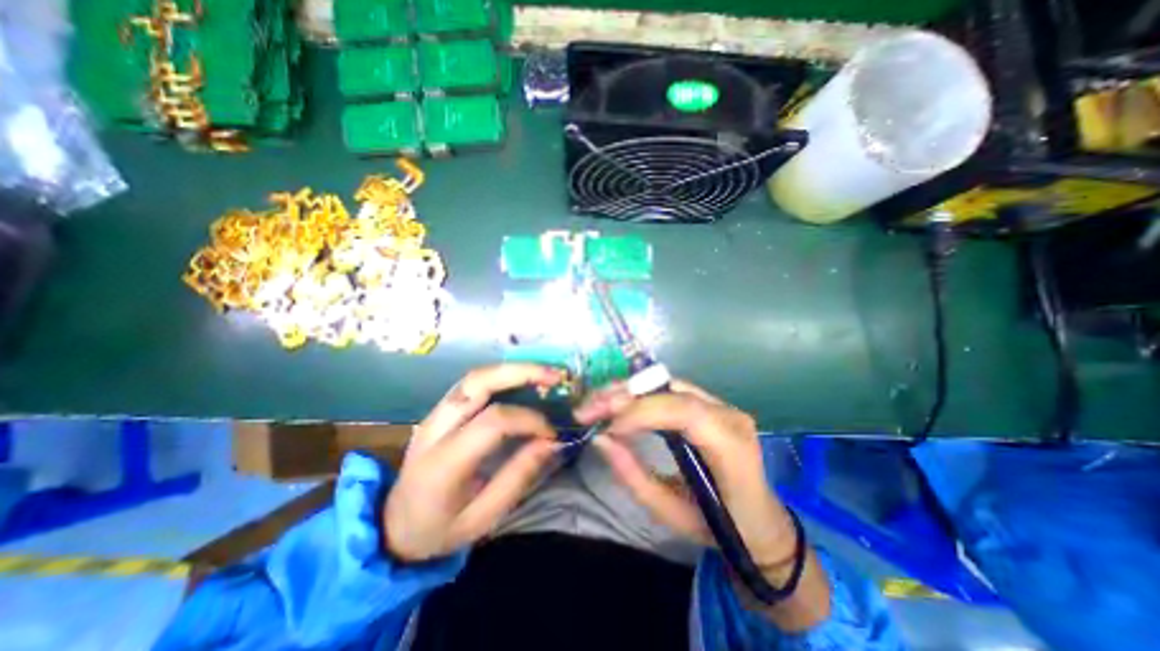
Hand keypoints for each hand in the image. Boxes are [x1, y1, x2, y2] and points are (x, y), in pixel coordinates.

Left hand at [383, 363, 561, 560]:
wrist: (392, 528)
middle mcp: (434, 429)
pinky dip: (501, 378)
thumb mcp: (483, 518)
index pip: (493, 422)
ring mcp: (433, 415)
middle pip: (477, 382)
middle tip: (554, 376)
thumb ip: (518, 476)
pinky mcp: (439, 411)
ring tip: (543, 374)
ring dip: (512, 370)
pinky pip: (472, 384)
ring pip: (474, 377)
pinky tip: (522, 381)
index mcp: (443, 463)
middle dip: (521, 372)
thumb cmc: (440, 530)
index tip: (551, 432)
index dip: (528, 420)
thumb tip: (552, 441)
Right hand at [571, 381, 797, 568]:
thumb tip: (600, 438)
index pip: (685, 412)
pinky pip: (669, 391)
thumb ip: (633, 475)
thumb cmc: (721, 528)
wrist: (760, 524)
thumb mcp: (672, 513)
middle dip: (625, 396)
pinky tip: (618, 403)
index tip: (607, 427)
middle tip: (587, 410)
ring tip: (596, 404)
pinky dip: (639, 395)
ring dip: (627, 391)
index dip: (642, 412)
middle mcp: (729, 416)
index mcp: (732, 448)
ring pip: (667, 384)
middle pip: (672, 390)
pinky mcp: (710, 404)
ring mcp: (722, 406)